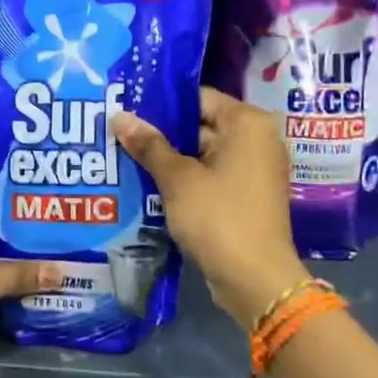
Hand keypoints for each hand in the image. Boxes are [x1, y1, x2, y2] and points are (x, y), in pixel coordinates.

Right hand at [113, 88, 309, 329]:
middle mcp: (258, 139)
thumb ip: (149, 145)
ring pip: (204, 153)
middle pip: (201, 124)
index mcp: (248, 123)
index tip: (128, 111)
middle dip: (162, 134)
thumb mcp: (177, 179)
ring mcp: (256, 169)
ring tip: (127, 159)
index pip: (198, 97)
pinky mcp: (249, 195)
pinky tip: (151, 185)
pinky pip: (213, 175)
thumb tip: (119, 116)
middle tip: (120, 136)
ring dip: (171, 159)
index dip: (161, 104)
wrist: (256, 280)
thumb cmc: (219, 217)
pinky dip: (187, 179)